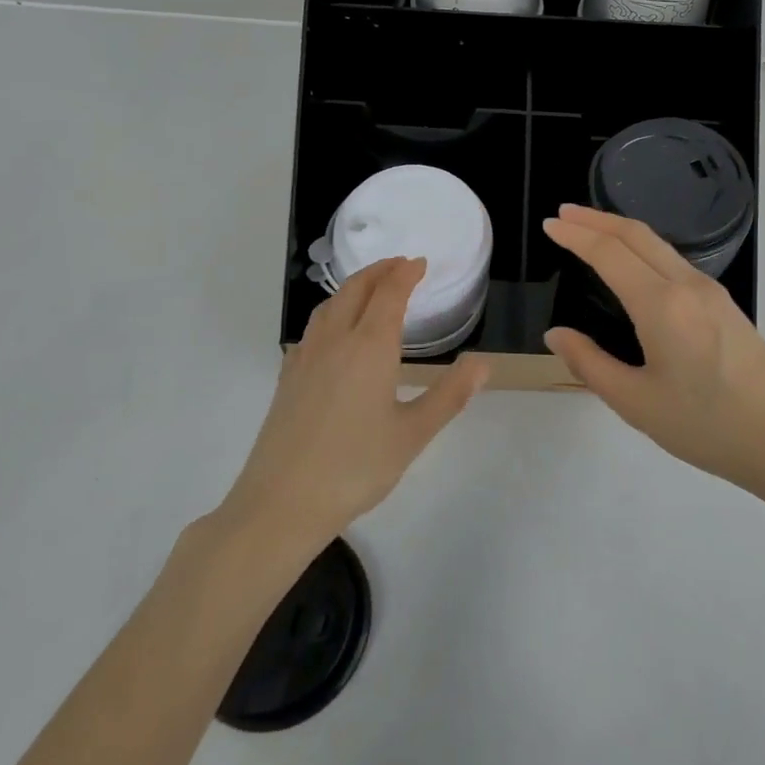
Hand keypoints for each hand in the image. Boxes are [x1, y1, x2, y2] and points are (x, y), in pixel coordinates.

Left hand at [223, 257, 487, 552]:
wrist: (282, 502)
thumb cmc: (355, 467)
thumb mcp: (413, 434)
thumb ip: (449, 395)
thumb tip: (483, 363)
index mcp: (369, 347)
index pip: (389, 294)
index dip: (405, 273)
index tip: (420, 262)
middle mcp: (335, 341)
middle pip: (355, 289)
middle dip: (379, 271)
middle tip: (399, 265)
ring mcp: (305, 357)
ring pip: (329, 305)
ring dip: (353, 287)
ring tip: (370, 289)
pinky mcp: (288, 377)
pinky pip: (313, 328)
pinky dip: (331, 312)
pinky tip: (334, 333)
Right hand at [542, 205, 764, 498]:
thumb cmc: (706, 426)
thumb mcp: (636, 402)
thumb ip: (589, 364)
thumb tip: (556, 334)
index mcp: (661, 305)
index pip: (609, 253)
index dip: (575, 235)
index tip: (549, 224)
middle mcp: (687, 285)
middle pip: (636, 235)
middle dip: (596, 219)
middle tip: (563, 213)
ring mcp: (711, 292)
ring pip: (658, 245)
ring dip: (621, 231)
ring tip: (591, 231)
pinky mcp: (725, 305)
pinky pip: (674, 261)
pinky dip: (643, 249)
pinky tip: (633, 264)